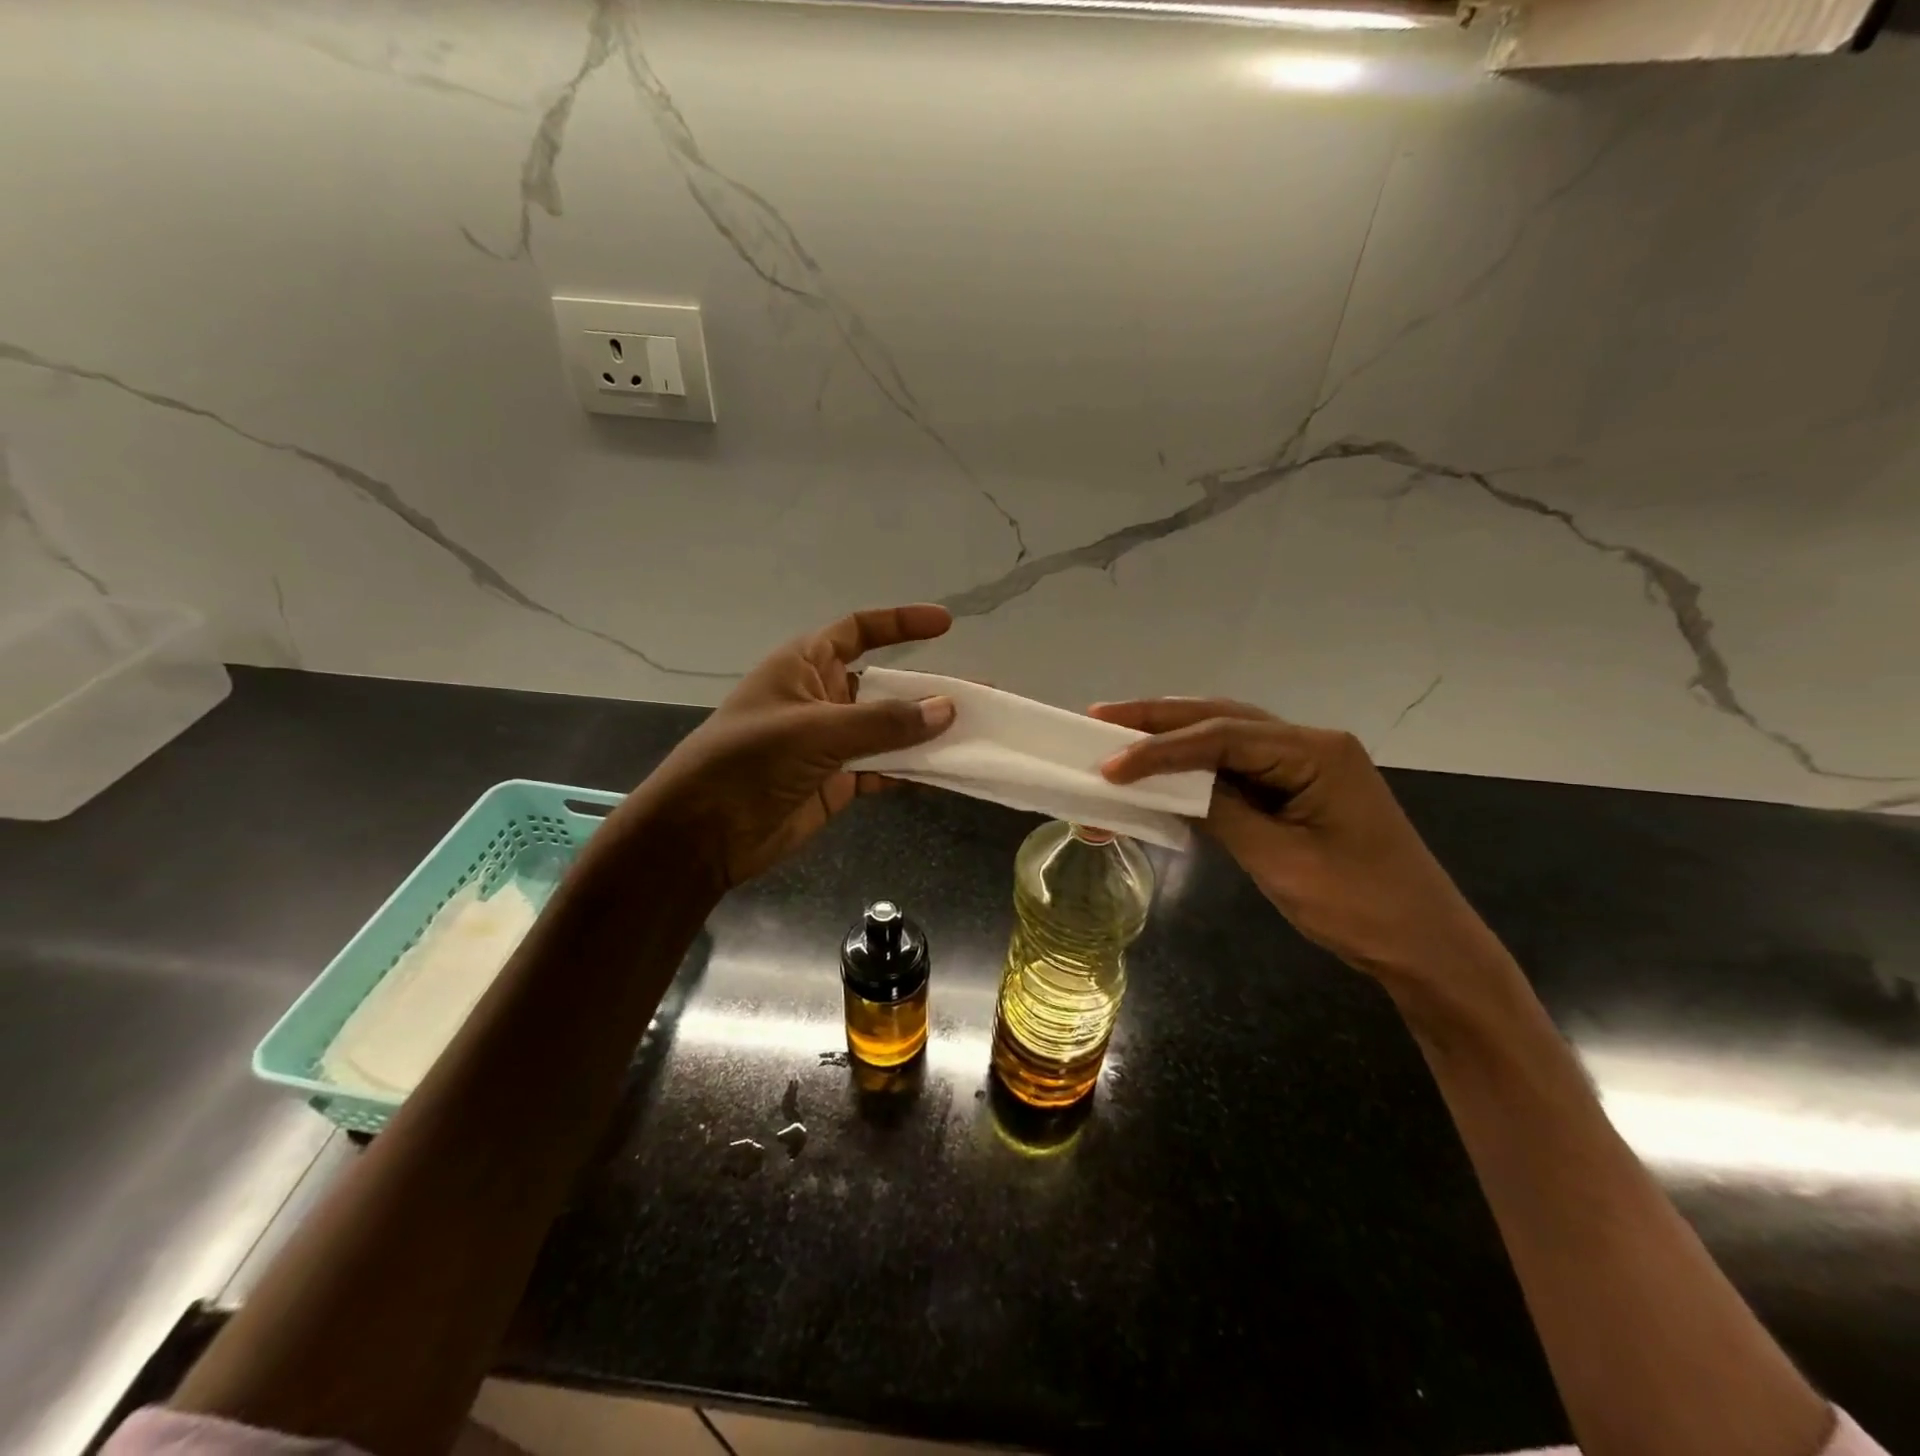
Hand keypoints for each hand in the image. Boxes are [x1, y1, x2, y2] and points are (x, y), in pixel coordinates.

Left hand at [621, 605, 955, 892]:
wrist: (704, 833)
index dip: (899, 623)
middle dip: (928, 689)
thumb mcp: (816, 732)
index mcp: (804, 666)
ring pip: (890, 731)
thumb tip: (946, 708)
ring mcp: (831, 743)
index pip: (858, 631)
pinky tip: (947, 771)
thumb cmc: (748, 761)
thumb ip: (884, 723)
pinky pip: (885, 769)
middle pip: (884, 685)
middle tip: (979, 693)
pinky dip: (913, 770)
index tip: (945, 624)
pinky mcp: (838, 782)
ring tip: (976, 732)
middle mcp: (821, 698)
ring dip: (927, 733)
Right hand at [1092, 698, 1510, 992]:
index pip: (1222, 736)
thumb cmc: (1361, 907)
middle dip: (1158, 720)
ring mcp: (1305, 766)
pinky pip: (1236, 769)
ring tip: (1118, 735)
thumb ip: (1221, 812)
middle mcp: (1310, 745)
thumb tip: (1166, 785)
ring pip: (1226, 737)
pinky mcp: (1297, 791)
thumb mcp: (1281, 861)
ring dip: (1172, 738)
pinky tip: (1162, 770)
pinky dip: (1195, 769)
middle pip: (1221, 719)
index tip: (1108, 764)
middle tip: (1098, 718)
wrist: (1427, 949)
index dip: (1159, 749)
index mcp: (1315, 752)